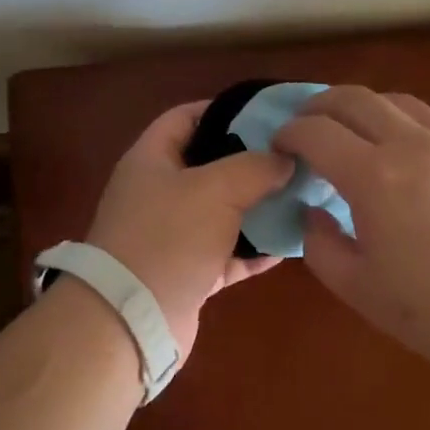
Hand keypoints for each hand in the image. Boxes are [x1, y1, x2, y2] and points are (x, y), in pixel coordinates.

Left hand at [83, 101, 294, 354]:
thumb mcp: (215, 189)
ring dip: (256, 207)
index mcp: (151, 159)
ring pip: (220, 212)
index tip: (267, 114)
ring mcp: (170, 235)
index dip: (224, 109)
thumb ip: (254, 167)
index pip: (186, 117)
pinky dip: (251, 250)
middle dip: (250, 162)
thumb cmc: (168, 237)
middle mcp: (158, 192)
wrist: (131, 319)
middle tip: (292, 158)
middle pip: (208, 165)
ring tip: (299, 197)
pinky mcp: (185, 273)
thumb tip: (285, 159)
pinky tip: (286, 245)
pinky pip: (225, 254)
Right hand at [274, 86, 429, 380]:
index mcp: (373, 175)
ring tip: (351, 133)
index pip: (315, 131)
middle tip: (304, 128)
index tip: (277, 148)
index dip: (288, 133)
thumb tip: (314, 215)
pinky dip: (399, 123)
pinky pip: (428, 122)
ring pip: (395, 101)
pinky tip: (402, 156)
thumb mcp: (364, 292)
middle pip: (353, 98)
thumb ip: (323, 248)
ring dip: (362, 107)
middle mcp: (409, 145)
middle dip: (318, 106)